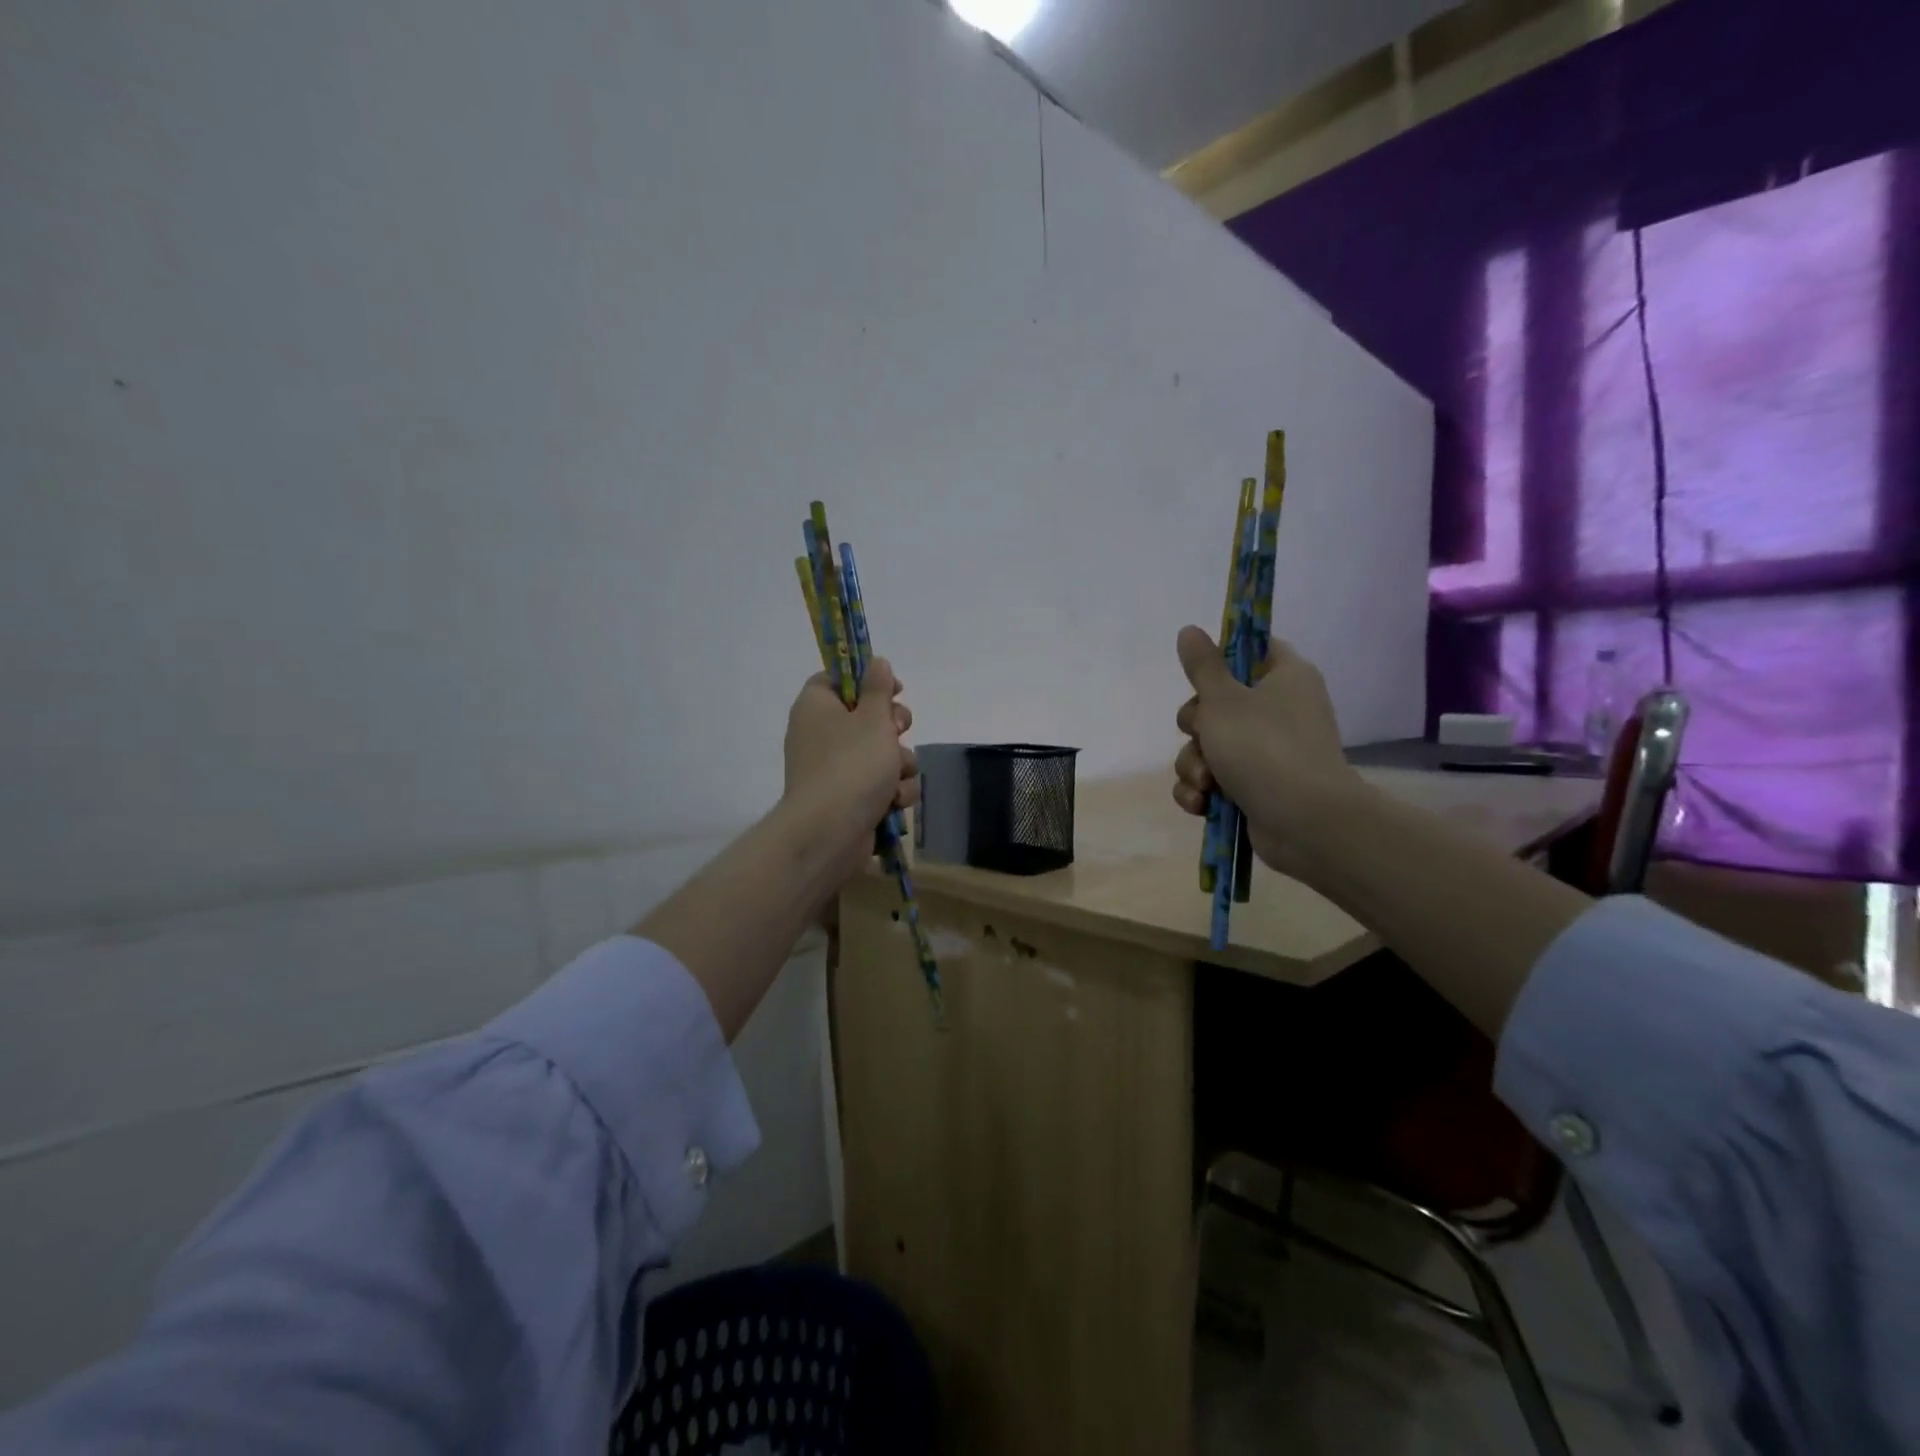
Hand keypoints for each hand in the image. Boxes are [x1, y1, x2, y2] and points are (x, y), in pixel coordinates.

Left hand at [780, 658, 919, 885]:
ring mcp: (833, 771)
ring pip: (880, 755)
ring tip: (897, 777)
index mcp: (816, 707)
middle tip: (898, 731)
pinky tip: (894, 802)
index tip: (894, 689)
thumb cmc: (852, 765)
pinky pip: (878, 786)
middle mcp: (820, 736)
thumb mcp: (872, 718)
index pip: (836, 680)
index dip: (867, 680)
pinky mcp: (847, 800)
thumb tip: (876, 662)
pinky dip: (891, 792)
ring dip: (899, 765)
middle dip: (893, 728)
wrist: (830, 832)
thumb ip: (878, 688)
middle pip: (865, 718)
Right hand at [1170, 625, 1363, 881]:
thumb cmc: (1264, 748)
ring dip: (1194, 765)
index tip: (1202, 677)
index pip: (1252, 651)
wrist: (1304, 822)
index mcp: (1285, 677)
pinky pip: (1216, 780)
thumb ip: (1202, 666)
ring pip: (1210, 746)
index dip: (1222, 660)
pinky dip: (1203, 791)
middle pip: (1218, 704)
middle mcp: (1280, 711)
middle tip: (1201, 736)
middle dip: (1196, 728)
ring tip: (1204, 783)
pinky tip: (1200, 803)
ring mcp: (1269, 752)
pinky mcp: (1257, 788)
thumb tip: (1189, 630)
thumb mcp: (1223, 700)